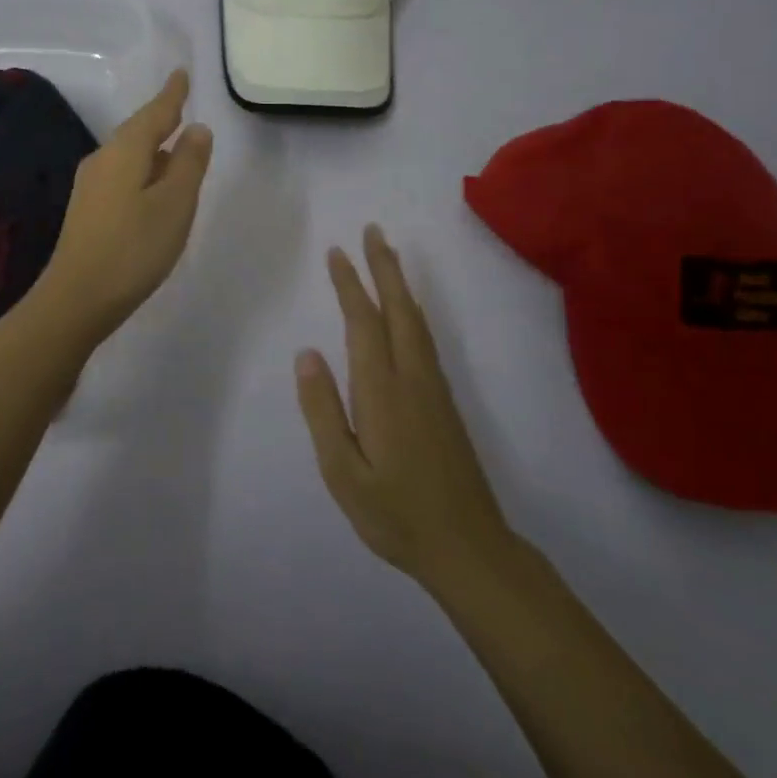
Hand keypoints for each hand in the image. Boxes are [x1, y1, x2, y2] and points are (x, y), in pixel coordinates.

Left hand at [37, 70, 213, 342]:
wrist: (77, 297)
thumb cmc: (134, 247)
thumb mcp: (175, 204)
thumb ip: (189, 163)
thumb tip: (197, 128)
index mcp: (125, 151)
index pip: (154, 113)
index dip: (172, 95)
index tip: (181, 74)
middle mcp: (103, 160)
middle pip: (137, 131)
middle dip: (161, 118)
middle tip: (180, 105)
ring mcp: (91, 185)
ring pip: (129, 154)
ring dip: (153, 147)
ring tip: (175, 144)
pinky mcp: (88, 210)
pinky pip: (122, 174)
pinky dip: (143, 170)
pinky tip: (153, 185)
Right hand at [296, 226, 516, 591]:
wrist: (469, 548)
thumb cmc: (396, 514)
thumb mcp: (344, 473)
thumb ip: (323, 411)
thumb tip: (307, 354)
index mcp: (382, 391)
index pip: (363, 323)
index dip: (350, 284)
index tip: (337, 252)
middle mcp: (412, 377)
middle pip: (398, 309)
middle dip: (383, 267)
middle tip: (372, 229)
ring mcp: (433, 387)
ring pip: (416, 321)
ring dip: (400, 283)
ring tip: (387, 255)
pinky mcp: (445, 401)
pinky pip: (425, 338)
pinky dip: (412, 309)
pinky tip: (408, 311)